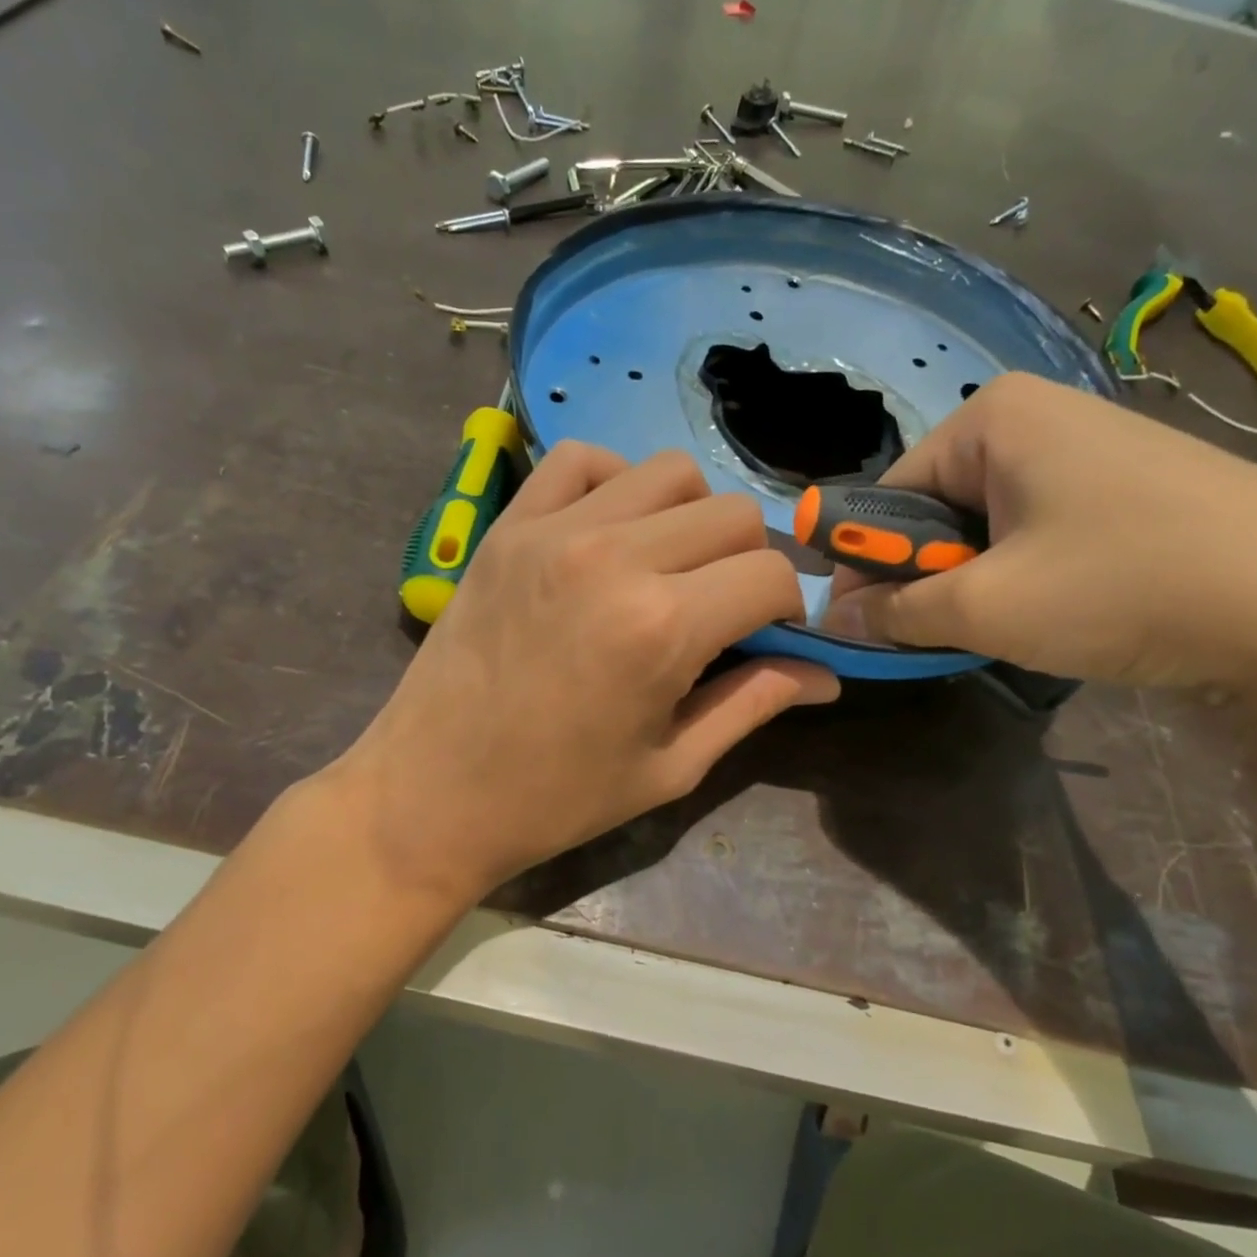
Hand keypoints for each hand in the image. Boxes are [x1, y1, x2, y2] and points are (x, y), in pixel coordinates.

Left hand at [333, 443, 837, 906]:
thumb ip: (754, 704)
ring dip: (690, 516)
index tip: (770, 634)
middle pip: (731, 513)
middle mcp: (615, 557)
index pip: (771, 573)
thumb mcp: (670, 766)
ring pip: (667, 473)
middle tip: (722, 608)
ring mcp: (555, 530)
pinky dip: (615, 481)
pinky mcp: (509, 525)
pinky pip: (579, 460)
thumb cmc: (555, 797)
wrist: (430, 793)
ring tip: (669, 567)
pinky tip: (611, 530)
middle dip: (747, 560)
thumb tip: (825, 674)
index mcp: (663, 626)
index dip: (788, 606)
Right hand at [822, 373, 1256, 689]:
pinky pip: (1039, 529)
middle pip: (937, 508)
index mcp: (992, 418)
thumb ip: (894, 612)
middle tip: (938, 633)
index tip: (862, 623)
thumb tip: (831, 620)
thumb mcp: (986, 608)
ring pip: (988, 525)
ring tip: (1006, 628)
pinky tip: (1058, 613)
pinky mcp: (1132, 486)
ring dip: (975, 582)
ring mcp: (1092, 448)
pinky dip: (1024, 576)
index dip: (867, 564)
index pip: (888, 496)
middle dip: (928, 575)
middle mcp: (1037, 416)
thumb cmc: (1125, 587)